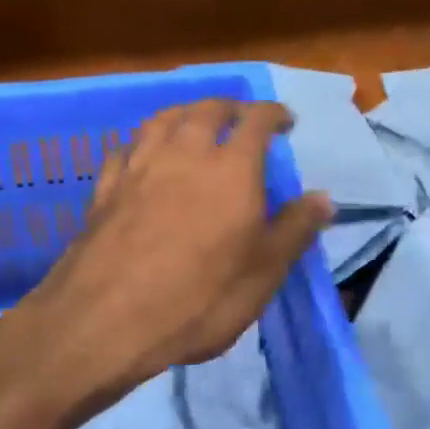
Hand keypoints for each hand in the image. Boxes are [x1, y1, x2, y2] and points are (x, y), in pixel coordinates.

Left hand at [13, 98, 332, 397]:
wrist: (106, 321)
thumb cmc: (199, 299)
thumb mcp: (263, 272)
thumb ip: (295, 229)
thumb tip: (325, 198)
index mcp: (231, 169)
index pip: (256, 120)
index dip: (273, 113)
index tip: (285, 121)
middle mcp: (184, 154)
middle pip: (207, 110)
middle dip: (229, 107)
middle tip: (241, 118)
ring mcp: (139, 168)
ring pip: (162, 120)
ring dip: (185, 113)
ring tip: (195, 123)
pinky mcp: (105, 189)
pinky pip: (125, 149)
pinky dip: (142, 143)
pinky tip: (143, 155)